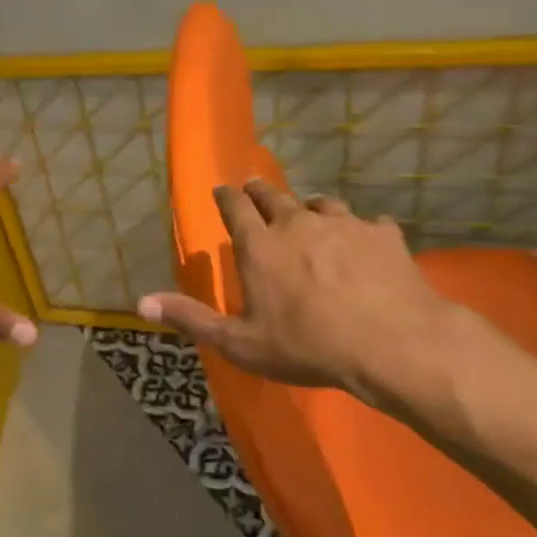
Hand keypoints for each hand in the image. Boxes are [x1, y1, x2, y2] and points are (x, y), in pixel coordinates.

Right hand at [138, 180, 464, 402]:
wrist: (394, 344)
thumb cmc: (307, 346)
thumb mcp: (240, 343)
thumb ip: (191, 319)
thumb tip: (142, 302)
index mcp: (260, 246)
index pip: (235, 206)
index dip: (226, 196)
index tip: (222, 190)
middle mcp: (298, 223)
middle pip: (274, 195)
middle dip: (260, 191)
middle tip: (255, 191)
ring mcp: (345, 224)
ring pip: (321, 203)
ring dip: (310, 206)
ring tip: (310, 213)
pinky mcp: (384, 235)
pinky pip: (369, 222)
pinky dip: (361, 229)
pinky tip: (366, 241)